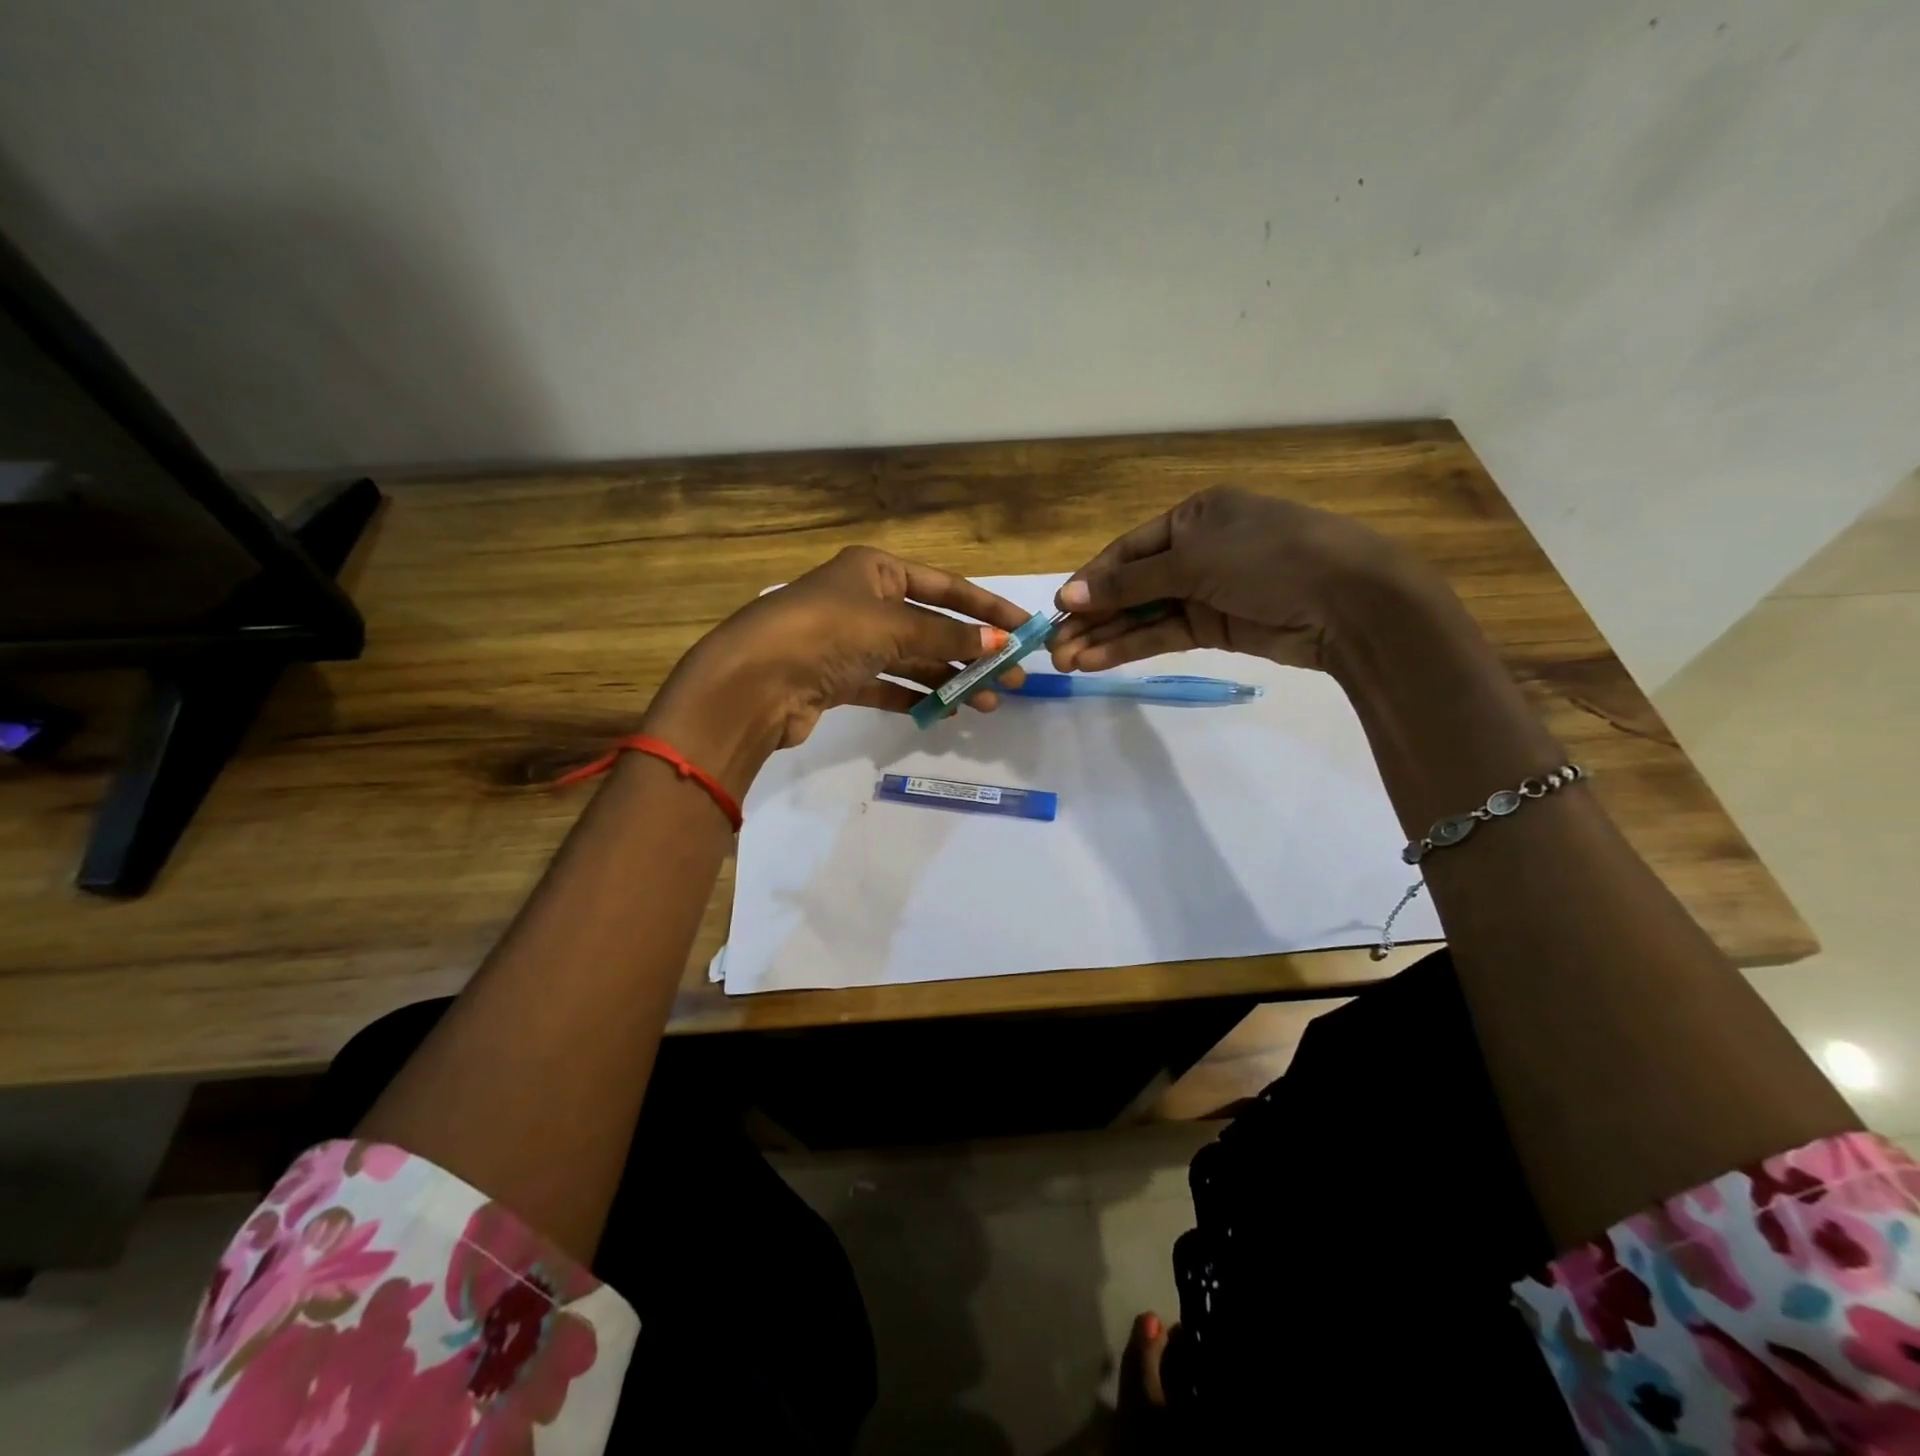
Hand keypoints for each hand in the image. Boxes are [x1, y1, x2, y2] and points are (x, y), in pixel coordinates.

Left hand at [642, 546, 1031, 794]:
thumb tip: (1000, 643)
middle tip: (1014, 681)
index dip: (988, 607)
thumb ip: (948, 635)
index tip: (1026, 630)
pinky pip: (888, 685)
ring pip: (912, 658)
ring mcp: (849, 641)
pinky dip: (916, 697)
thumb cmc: (826, 632)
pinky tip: (946, 712)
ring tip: (988, 703)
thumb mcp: (894, 625)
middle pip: (931, 624)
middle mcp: (863, 600)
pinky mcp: (838, 680)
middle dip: (974, 651)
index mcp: (875, 570)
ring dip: (950, 679)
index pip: (945, 586)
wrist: (753, 682)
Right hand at [1047, 487, 1428, 674]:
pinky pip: (1162, 635)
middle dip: (1091, 616)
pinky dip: (1131, 648)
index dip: (1090, 581)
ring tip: (1065, 661)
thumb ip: (1129, 582)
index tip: (1056, 610)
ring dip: (1104, 637)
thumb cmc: (1269, 559)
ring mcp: (1206, 591)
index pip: (1127, 551)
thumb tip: (1067, 596)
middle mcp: (1196, 551)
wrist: (1349, 602)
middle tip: (1053, 648)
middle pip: (1130, 586)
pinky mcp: (1215, 627)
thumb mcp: (1194, 561)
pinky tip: (1097, 662)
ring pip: (1142, 615)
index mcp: (1193, 517)